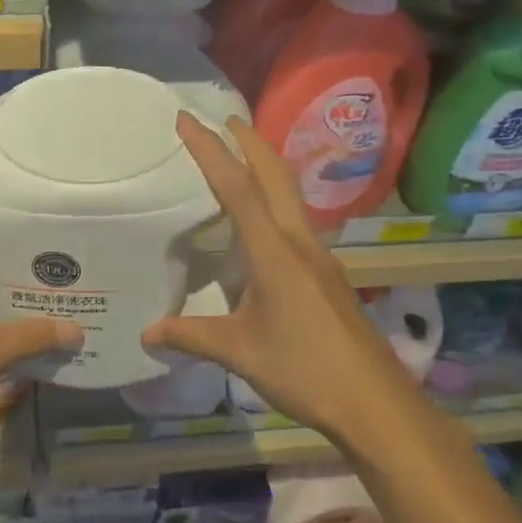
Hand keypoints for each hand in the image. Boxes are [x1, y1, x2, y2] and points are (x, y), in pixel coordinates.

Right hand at [143, 114, 424, 446]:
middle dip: (248, 142)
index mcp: (274, 251)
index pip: (236, 188)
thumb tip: (147, 334)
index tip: (188, 120)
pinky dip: (275, 200)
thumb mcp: (239, 352)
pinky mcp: (327, 274)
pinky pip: (296, 220)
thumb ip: (191, 336)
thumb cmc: (304, 370)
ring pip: (290, 195)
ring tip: (241, 159)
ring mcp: (319, 256)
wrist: (374, 402)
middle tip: (223, 120)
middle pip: (275, 175)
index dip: (209, 151)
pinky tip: (264, 223)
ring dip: (266, 167)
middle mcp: (299, 241)